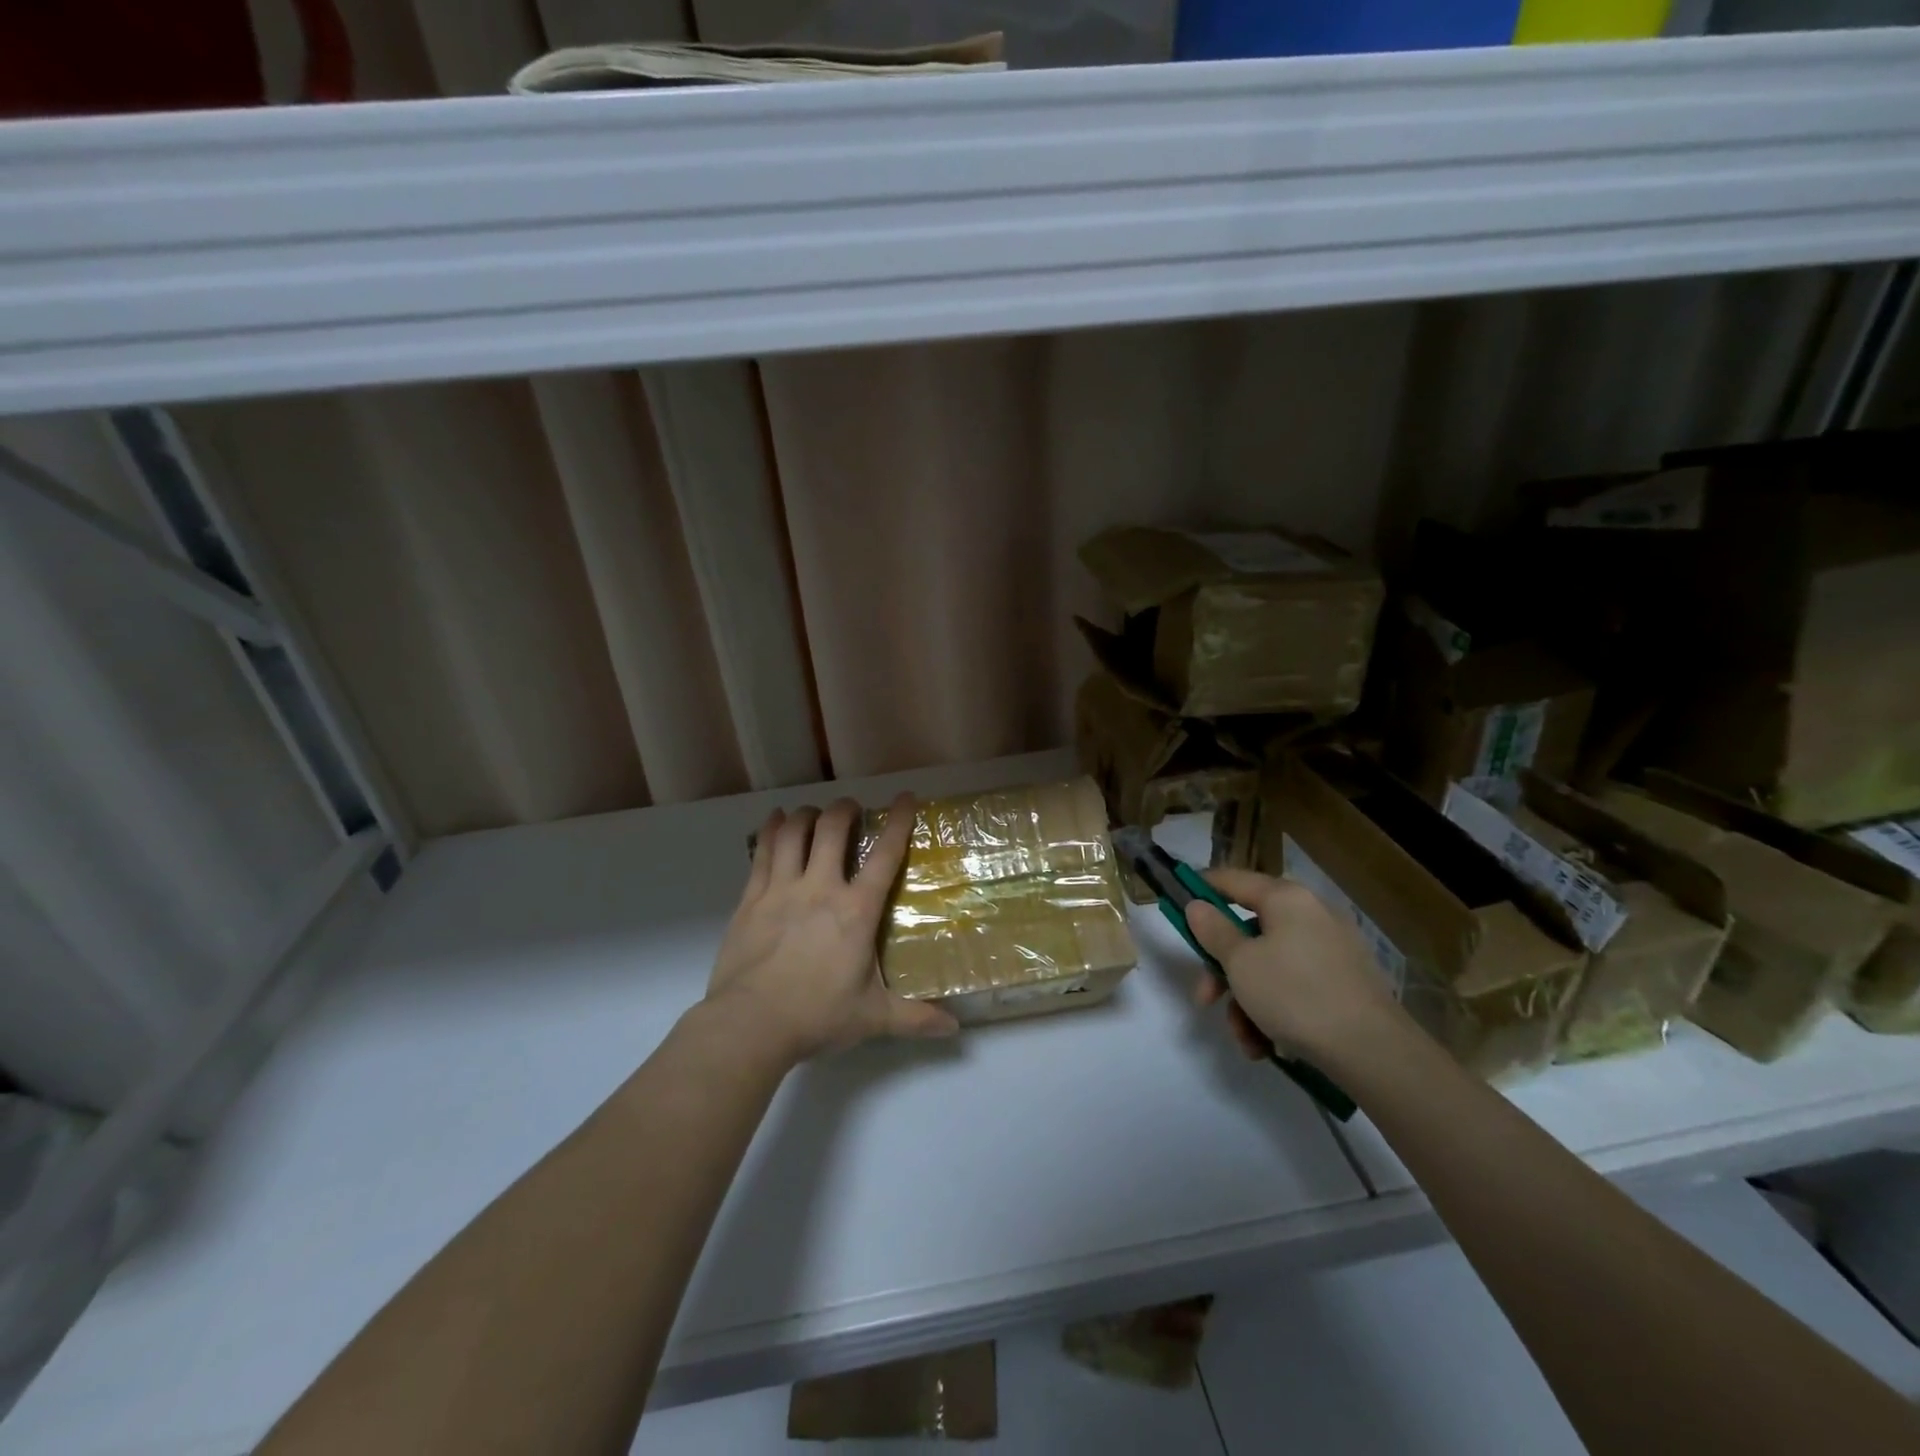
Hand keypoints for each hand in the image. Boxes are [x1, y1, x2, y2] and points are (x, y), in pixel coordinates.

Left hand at [706, 793, 958, 1063]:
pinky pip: (763, 851)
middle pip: (832, 828)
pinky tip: (776, 821)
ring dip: (807, 814)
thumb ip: (914, 1018)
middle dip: (845, 809)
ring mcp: (781, 889)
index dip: (898, 821)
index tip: (905, 797)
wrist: (749, 1025)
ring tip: (815, 814)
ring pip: (794, 832)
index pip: (884, 855)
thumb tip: (954, 1029)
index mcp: (856, 910)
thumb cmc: (816, 1016)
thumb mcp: (872, 1018)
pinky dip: (772, 830)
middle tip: (852, 808)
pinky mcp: (750, 898)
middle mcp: (820, 888)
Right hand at [1185, 868, 1403, 1062]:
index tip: (1178, 905)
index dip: (1201, 889)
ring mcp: (1331, 950)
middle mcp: (1311, 915)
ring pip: (1269, 966)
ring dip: (1246, 1000)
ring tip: (1246, 1039)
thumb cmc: (1296, 994)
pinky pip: (1294, 986)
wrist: (1374, 1052)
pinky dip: (1275, 1011)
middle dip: (1223, 970)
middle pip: (1248, 932)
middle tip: (1206, 999)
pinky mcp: (1344, 983)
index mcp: (1286, 898)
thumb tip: (1198, 906)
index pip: (1232, 879)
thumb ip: (1213, 930)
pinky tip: (1267, 1045)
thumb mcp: (1240, 962)